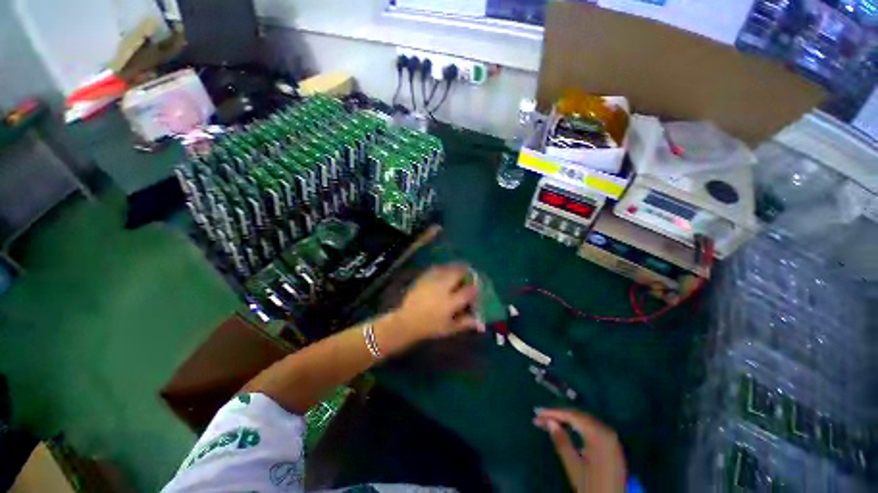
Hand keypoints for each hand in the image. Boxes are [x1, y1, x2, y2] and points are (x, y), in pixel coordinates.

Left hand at [389, 264, 482, 343]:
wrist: (406, 322)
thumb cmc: (430, 327)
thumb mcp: (449, 328)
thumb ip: (466, 323)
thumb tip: (482, 324)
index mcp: (449, 303)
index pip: (468, 291)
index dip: (475, 288)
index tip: (477, 288)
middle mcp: (441, 289)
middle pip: (457, 274)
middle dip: (466, 272)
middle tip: (470, 274)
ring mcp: (431, 282)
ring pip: (447, 268)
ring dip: (456, 267)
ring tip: (460, 270)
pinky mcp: (423, 278)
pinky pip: (436, 268)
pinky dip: (444, 267)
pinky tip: (446, 270)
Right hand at [534, 408, 626, 492]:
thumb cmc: (592, 487)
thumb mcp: (573, 467)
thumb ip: (561, 442)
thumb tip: (549, 421)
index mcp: (598, 434)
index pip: (572, 416)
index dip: (553, 413)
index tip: (537, 412)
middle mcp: (606, 430)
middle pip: (578, 416)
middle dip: (558, 415)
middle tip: (540, 417)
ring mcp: (611, 437)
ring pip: (584, 421)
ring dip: (566, 420)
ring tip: (549, 422)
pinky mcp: (612, 444)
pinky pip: (591, 428)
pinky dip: (576, 426)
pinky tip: (566, 428)